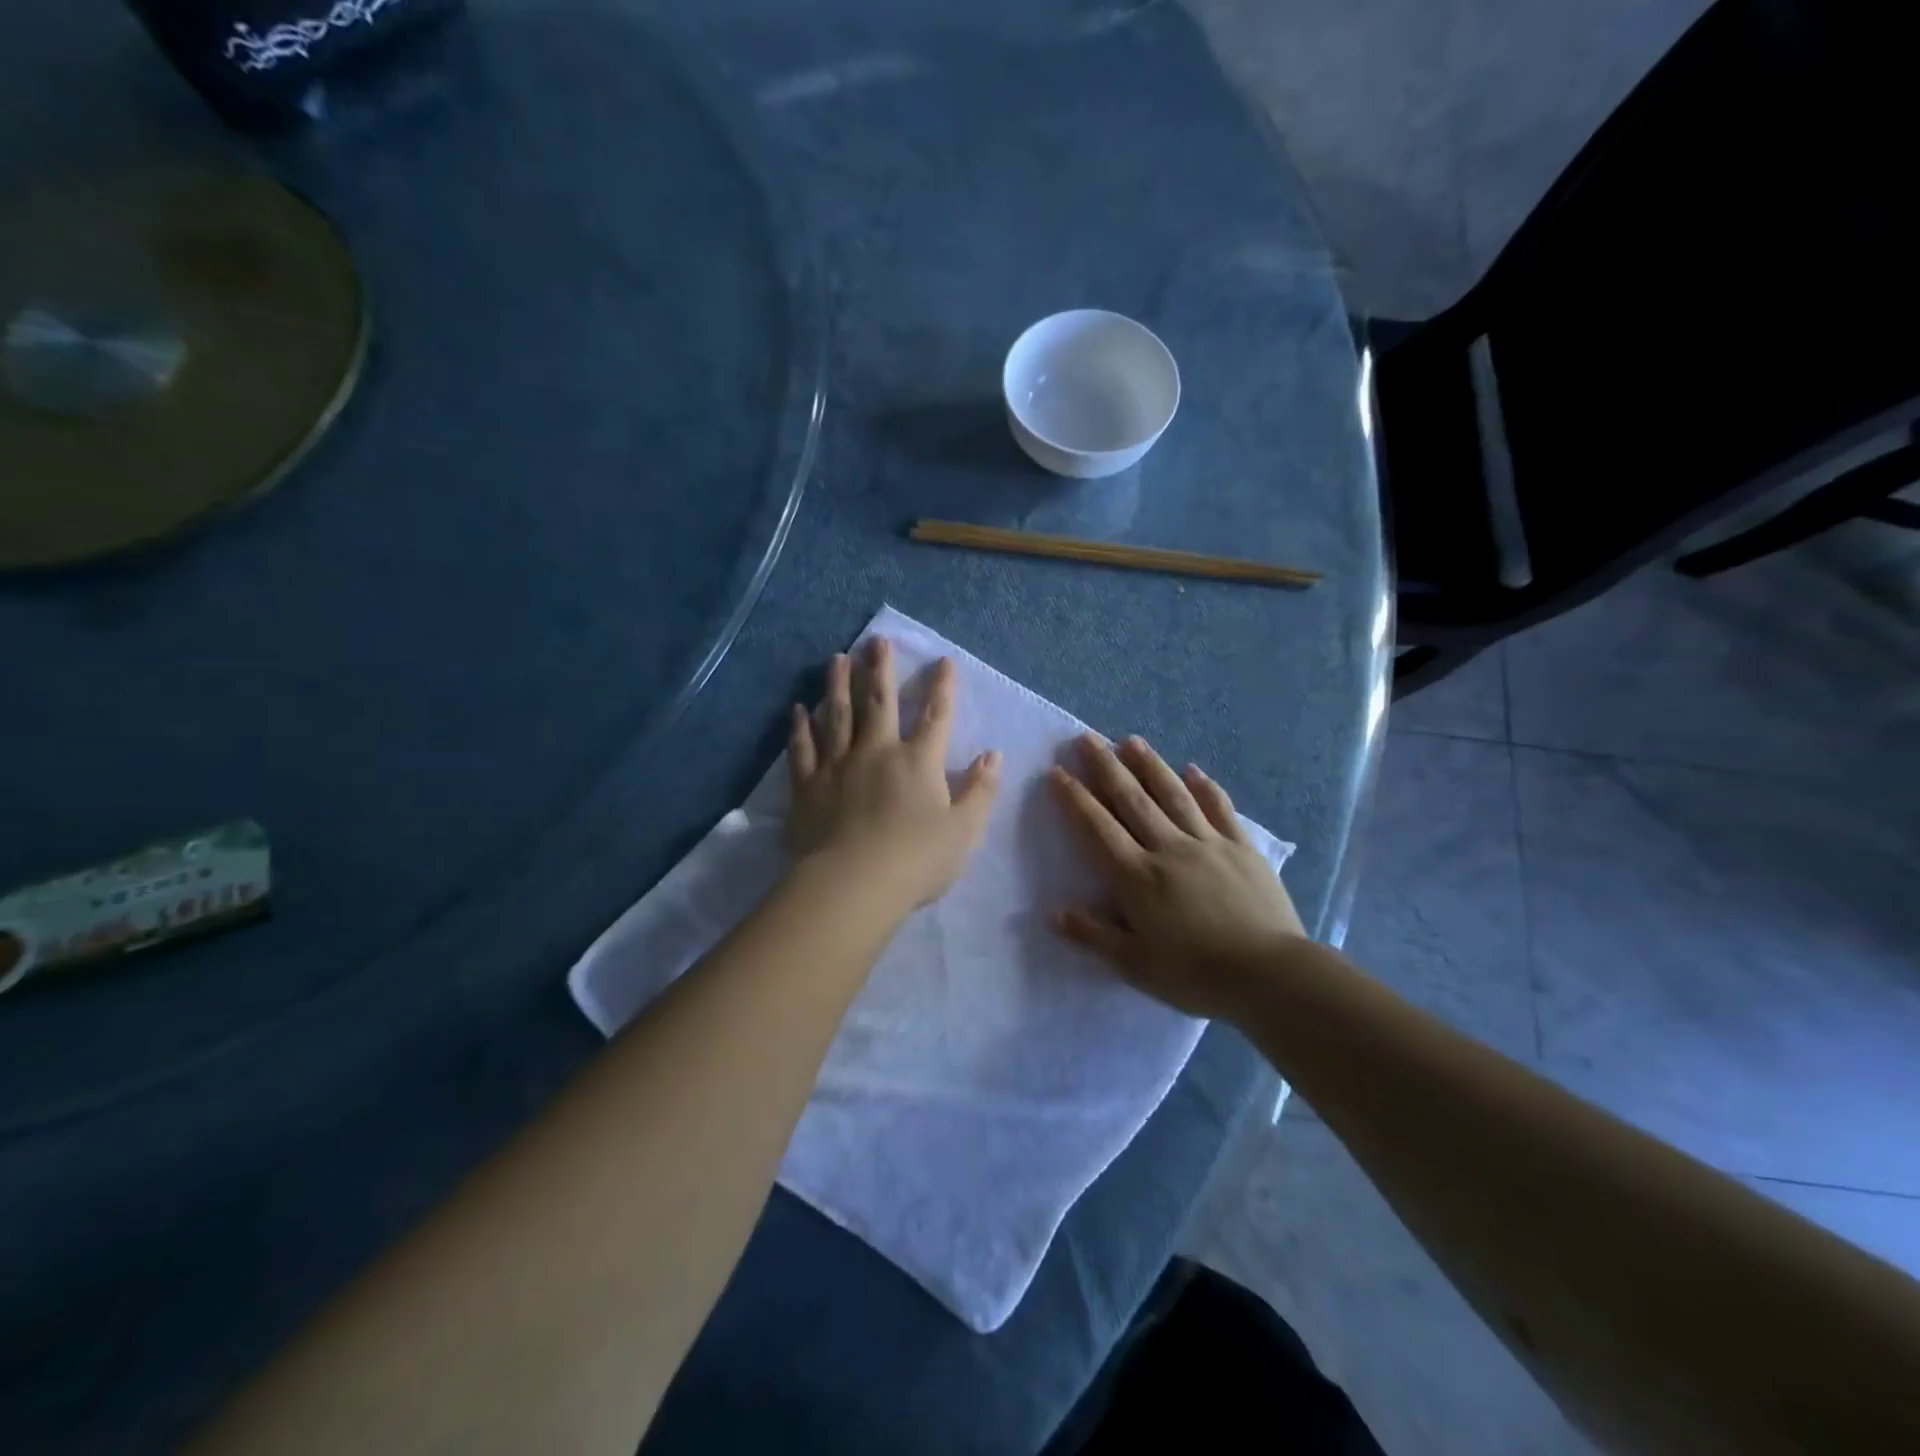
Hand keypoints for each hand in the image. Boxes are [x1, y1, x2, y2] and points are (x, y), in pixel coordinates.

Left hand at [786, 637, 1001, 910]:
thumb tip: (994, 755)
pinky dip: (800, 727)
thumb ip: (980, 791)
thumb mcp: (964, 830)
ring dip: (838, 684)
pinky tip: (798, 709)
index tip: (943, 661)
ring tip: (837, 658)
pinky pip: (803, 749)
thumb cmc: (916, 861)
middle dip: (881, 669)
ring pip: (837, 715)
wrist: (853, 885)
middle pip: (879, 703)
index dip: (942, 688)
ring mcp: (838, 766)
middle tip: (877, 641)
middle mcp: (877, 752)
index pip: (936, 717)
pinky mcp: (808, 786)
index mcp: (918, 762)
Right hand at [1049, 734, 1305, 1020]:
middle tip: (1087, 738)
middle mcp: (1168, 848)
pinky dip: (1205, 787)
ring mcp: (1208, 843)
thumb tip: (1054, 913)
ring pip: (1173, 795)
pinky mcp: (1241, 848)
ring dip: (1150, 765)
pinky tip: (1193, 769)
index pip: (1098, 828)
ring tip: (1131, 740)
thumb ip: (1094, 936)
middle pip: (1132, 799)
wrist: (1269, 975)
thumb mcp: (1135, 965)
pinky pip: (1219, 809)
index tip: (1057, 772)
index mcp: (1137, 876)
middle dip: (1106, 767)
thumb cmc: (1195, 974)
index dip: (1075, 798)